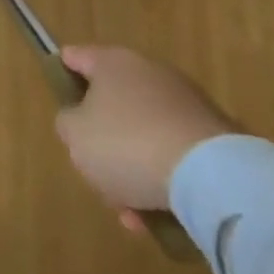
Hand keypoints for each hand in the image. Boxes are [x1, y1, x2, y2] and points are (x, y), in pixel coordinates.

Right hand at [53, 46, 237, 230]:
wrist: (213, 177)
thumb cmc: (127, 144)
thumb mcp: (74, 135)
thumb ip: (68, 122)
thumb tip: (81, 121)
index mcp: (113, 62)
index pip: (76, 57)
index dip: (61, 73)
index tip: (58, 98)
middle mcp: (150, 73)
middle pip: (112, 102)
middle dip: (102, 138)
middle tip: (93, 169)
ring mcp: (186, 104)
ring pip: (143, 134)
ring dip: (132, 168)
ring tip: (129, 211)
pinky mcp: (215, 137)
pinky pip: (173, 155)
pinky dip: (162, 180)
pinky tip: (156, 216)